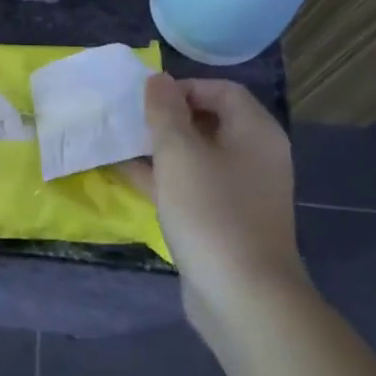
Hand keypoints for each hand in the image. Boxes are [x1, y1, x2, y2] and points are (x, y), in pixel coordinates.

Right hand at [122, 74, 301, 331]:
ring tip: (120, 143)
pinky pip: (192, 186)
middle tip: (129, 120)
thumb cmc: (211, 211)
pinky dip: (164, 178)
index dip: (183, 88)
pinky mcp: (225, 220)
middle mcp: (254, 156)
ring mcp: (241, 191)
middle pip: (209, 121)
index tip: (146, 100)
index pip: (221, 90)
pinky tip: (127, 176)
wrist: (242, 296)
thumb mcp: (179, 153)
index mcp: (255, 132)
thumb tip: (158, 79)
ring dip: (160, 149)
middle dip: (166, 118)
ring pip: (196, 156)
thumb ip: (164, 111)